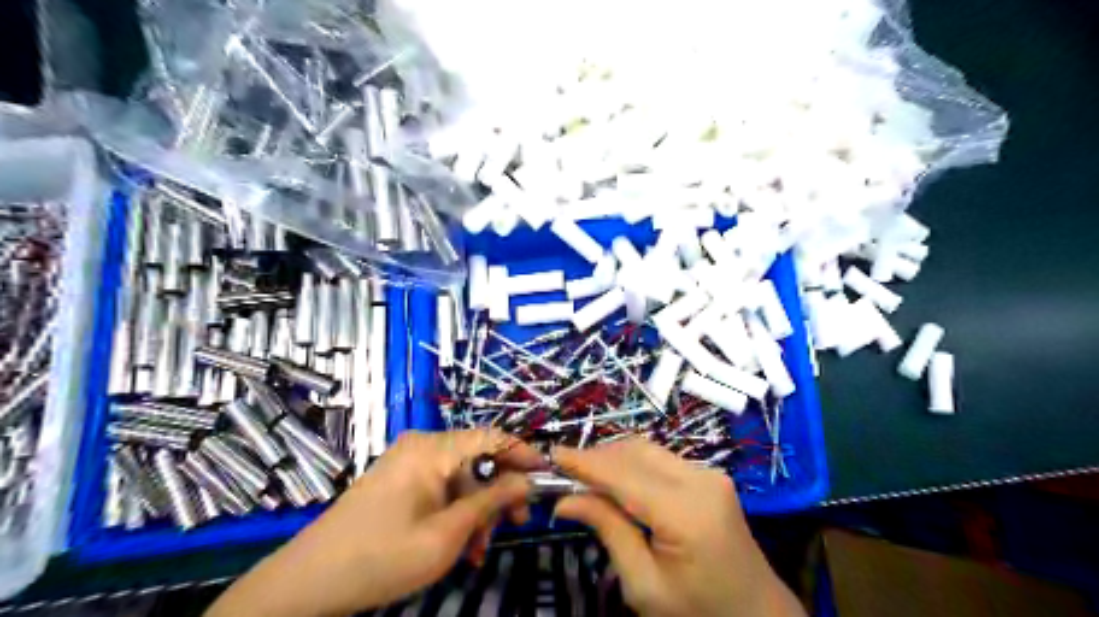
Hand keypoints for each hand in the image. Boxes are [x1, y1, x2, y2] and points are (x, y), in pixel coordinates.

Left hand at [205, 430, 544, 615]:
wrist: (307, 583)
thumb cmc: (381, 557)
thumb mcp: (447, 534)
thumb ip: (492, 501)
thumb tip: (526, 480)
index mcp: (434, 449)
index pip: (493, 437)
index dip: (524, 454)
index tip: (547, 477)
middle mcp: (423, 445)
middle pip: (478, 458)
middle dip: (499, 491)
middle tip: (514, 525)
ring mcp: (408, 461)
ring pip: (461, 476)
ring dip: (477, 508)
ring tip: (478, 549)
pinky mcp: (398, 478)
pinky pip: (440, 485)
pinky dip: (455, 509)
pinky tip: (458, 542)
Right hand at [554, 438, 805, 616]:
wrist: (758, 615)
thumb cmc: (698, 612)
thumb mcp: (645, 585)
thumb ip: (608, 531)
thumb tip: (565, 500)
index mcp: (686, 512)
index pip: (623, 475)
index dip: (584, 462)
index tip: (552, 455)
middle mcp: (700, 480)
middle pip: (635, 452)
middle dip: (597, 457)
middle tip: (565, 474)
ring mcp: (709, 474)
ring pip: (647, 450)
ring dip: (613, 458)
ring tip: (585, 478)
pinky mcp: (710, 476)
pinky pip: (661, 459)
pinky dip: (633, 465)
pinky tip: (617, 482)